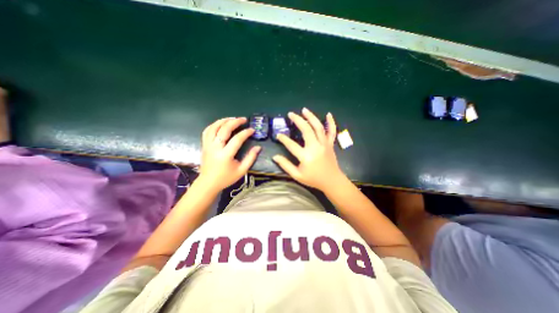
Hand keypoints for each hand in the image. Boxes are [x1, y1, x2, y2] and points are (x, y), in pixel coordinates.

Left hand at [197, 117, 260, 190]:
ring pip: (214, 127)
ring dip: (224, 120)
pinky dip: (214, 125)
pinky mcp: (204, 145)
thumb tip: (258, 147)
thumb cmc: (226, 178)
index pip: (237, 139)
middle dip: (235, 122)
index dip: (246, 133)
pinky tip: (221, 123)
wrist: (208, 183)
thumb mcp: (242, 170)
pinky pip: (207, 131)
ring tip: (233, 118)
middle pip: (224, 129)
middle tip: (244, 119)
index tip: (252, 130)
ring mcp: (208, 145)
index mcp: (225, 155)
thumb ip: (251, 158)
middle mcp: (215, 147)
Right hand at [272, 107, 345, 190]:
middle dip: (298, 120)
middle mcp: (315, 147)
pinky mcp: (330, 144)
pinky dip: (331, 122)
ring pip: (318, 127)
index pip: (291, 145)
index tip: (278, 135)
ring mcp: (324, 144)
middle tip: (291, 114)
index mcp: (306, 156)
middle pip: (306, 130)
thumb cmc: (313, 179)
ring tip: (304, 110)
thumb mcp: (297, 176)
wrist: (332, 181)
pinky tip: (328, 114)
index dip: (283, 139)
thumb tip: (275, 156)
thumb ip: (286, 165)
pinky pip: (332, 131)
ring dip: (311, 117)